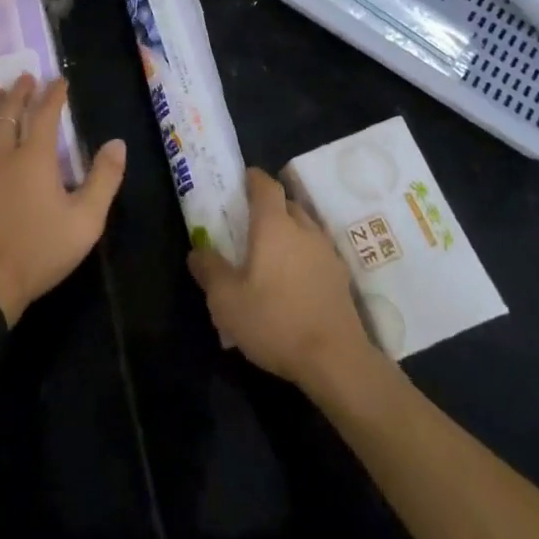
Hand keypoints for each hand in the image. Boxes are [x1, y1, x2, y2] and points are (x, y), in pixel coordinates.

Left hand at [0, 74, 125, 326]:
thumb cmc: (39, 253)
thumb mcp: (86, 221)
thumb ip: (104, 179)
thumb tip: (117, 143)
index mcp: (34, 158)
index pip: (45, 115)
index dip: (53, 95)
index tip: (59, 80)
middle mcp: (1, 156)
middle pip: (8, 114)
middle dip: (19, 93)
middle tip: (25, 78)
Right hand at [187, 166, 373, 392]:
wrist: (336, 360)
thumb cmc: (275, 321)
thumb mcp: (226, 301)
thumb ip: (209, 270)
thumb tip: (197, 252)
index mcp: (274, 226)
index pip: (266, 186)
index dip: (253, 178)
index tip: (243, 179)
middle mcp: (304, 230)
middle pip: (288, 205)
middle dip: (270, 207)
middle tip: (251, 222)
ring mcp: (327, 253)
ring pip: (305, 229)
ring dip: (289, 232)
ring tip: (272, 253)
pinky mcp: (341, 279)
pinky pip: (317, 254)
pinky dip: (304, 257)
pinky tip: (294, 281)